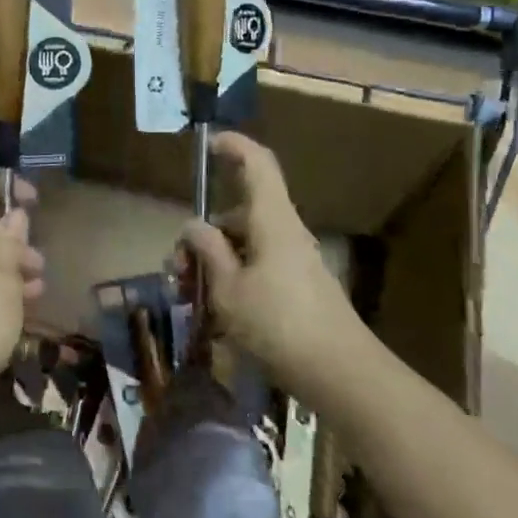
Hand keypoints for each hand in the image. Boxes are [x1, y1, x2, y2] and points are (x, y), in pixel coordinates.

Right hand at [180, 132, 357, 375]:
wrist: (341, 374)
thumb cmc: (279, 324)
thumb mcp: (228, 289)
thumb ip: (208, 251)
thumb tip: (193, 225)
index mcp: (272, 220)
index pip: (257, 164)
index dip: (235, 146)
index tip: (210, 144)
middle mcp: (285, 233)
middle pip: (239, 215)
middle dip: (203, 236)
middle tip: (176, 269)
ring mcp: (293, 261)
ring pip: (244, 246)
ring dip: (213, 263)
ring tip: (189, 297)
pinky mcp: (297, 288)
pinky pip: (257, 269)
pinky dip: (232, 281)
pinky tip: (213, 316)